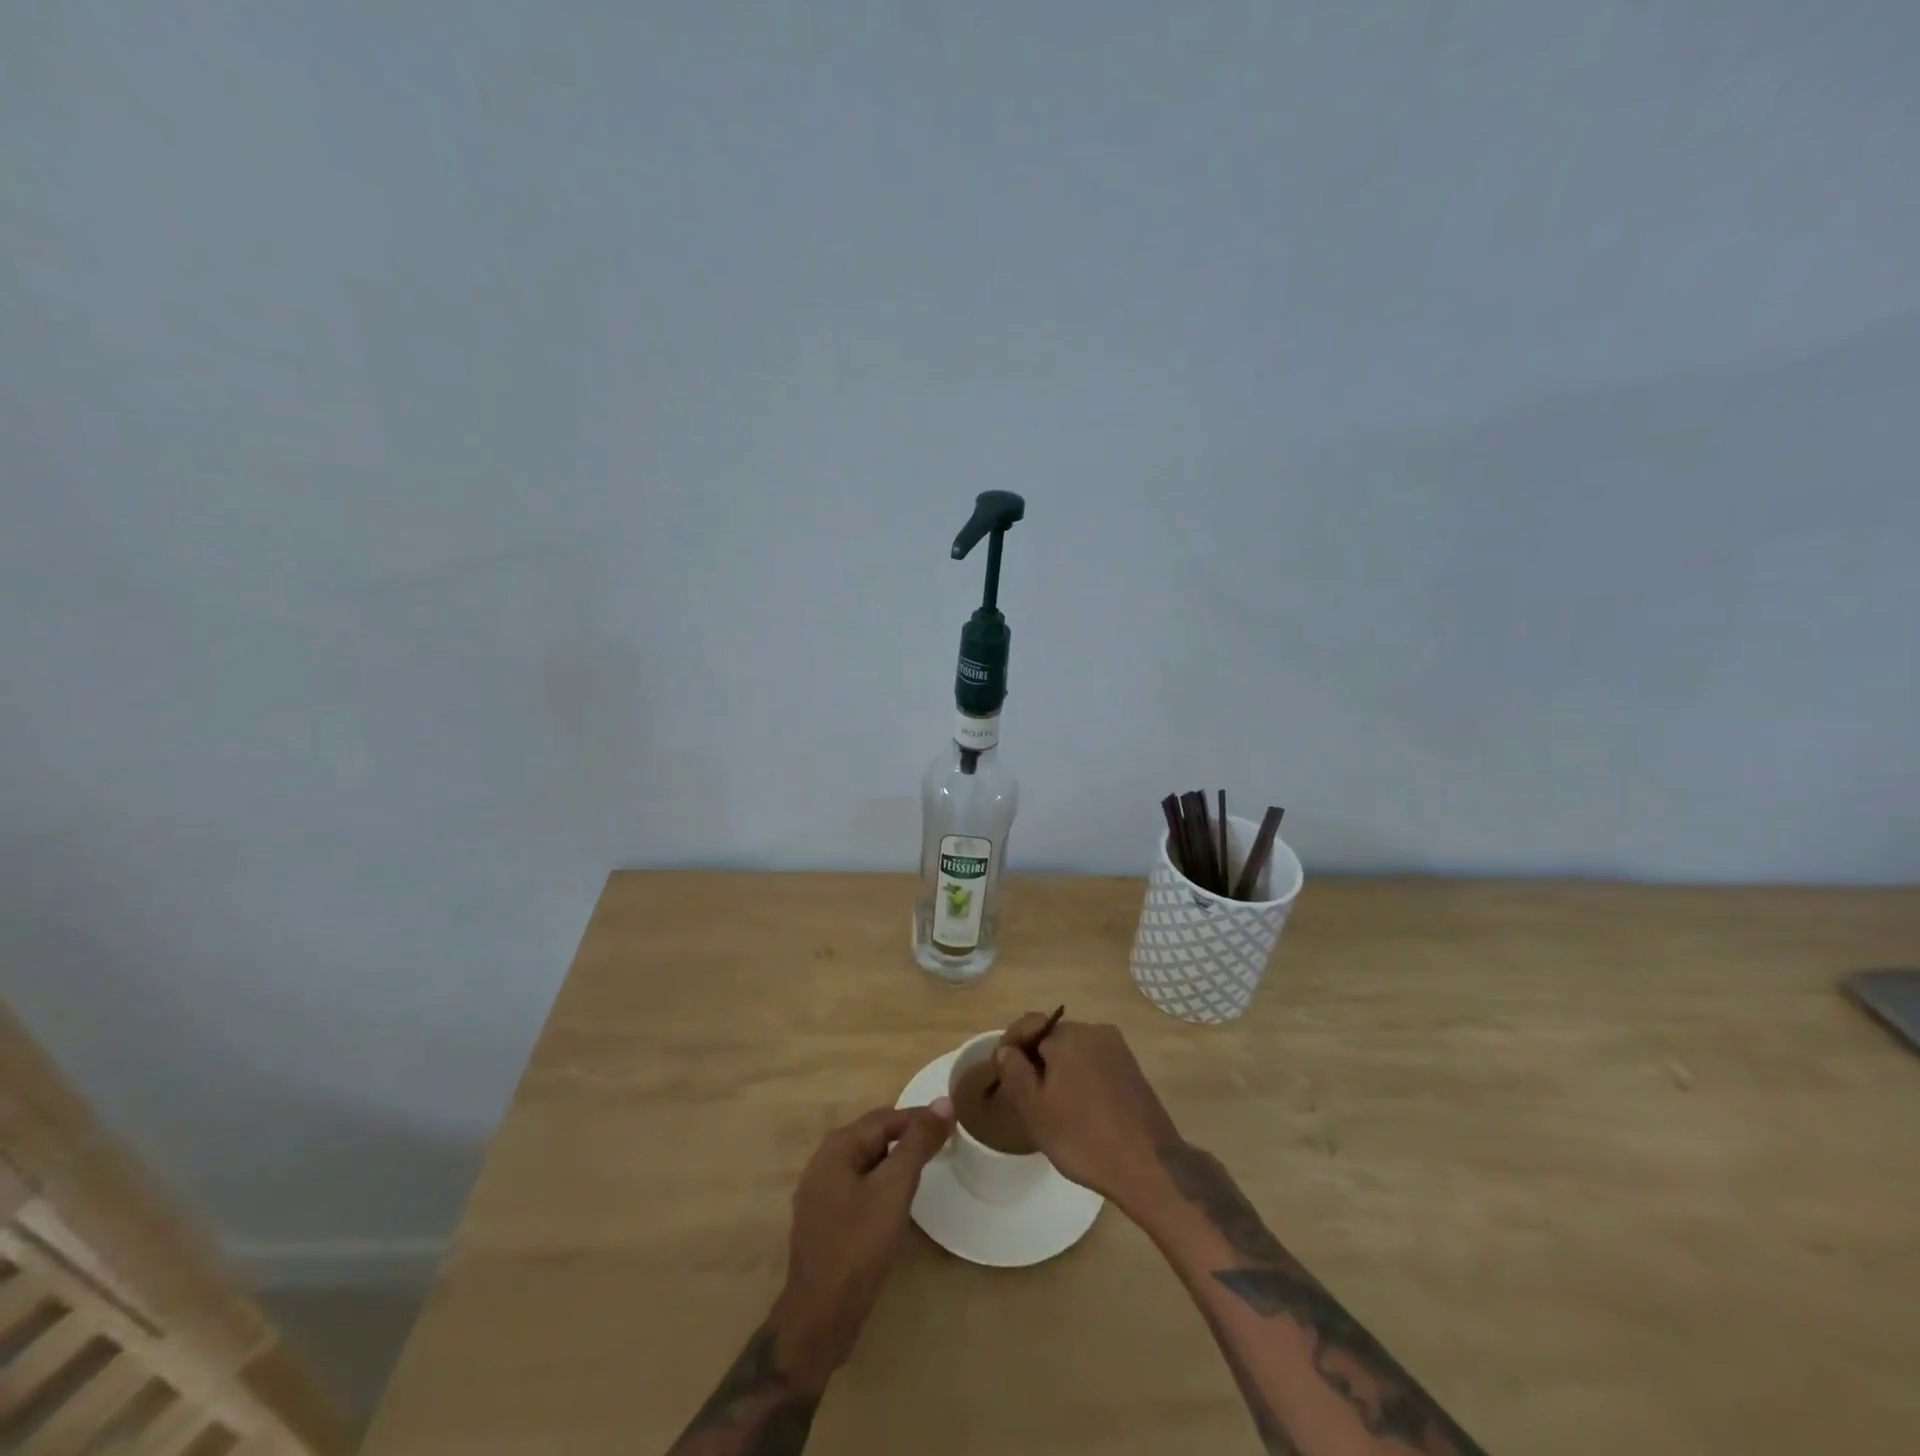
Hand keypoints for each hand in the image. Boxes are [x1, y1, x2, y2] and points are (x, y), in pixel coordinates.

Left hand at [770, 1100, 953, 1388]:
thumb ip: (918, 1143)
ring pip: (867, 1164)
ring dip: (896, 1163)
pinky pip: (859, 1188)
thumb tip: (944, 1101)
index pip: (885, 1117)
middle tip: (942, 1146)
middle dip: (908, 1138)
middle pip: (874, 1137)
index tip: (951, 1123)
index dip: (919, 1118)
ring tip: (926, 1171)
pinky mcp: (826, 1222)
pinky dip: (882, 1185)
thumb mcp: (894, 1188)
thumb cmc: (858, 1245)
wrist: (820, 1318)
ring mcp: (821, 1195)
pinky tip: (897, 1203)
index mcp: (836, 1148)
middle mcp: (824, 1163)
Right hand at [991, 1015, 1179, 1213]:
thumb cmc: (1083, 1137)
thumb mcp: (1034, 1109)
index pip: (1029, 1025)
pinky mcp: (1133, 1069)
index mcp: (1068, 1035)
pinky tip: (1082, 1109)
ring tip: (1054, 1105)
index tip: (1002, 1073)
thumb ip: (1014, 1071)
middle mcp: (1095, 1031)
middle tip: (1027, 1095)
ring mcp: (1118, 1049)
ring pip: (1075, 1051)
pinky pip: (1096, 1063)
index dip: (1011, 1046)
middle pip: (1053, 1037)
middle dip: (1036, 1059)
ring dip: (1060, 1069)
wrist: (1149, 1166)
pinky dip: (1082, 1077)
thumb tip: (1006, 1049)